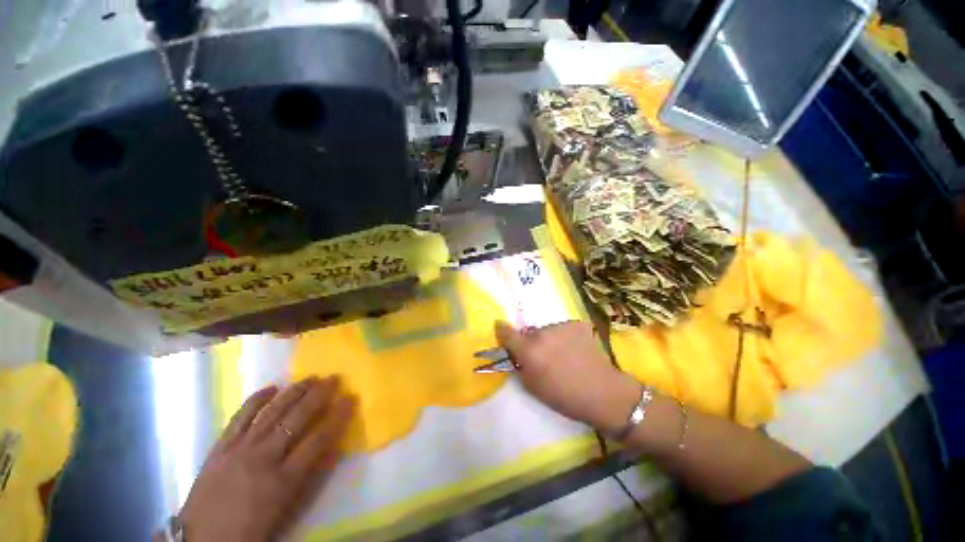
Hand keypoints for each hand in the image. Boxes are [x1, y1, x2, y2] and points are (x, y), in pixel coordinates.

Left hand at [175, 377, 354, 541]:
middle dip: (319, 396)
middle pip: (296, 419)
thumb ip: (311, 478)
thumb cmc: (252, 529)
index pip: (318, 439)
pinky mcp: (220, 447)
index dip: (338, 416)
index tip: (351, 398)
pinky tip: (271, 388)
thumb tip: (334, 448)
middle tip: (333, 378)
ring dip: (294, 392)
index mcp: (283, 480)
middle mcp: (263, 458)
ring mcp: (240, 450)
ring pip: (272, 412)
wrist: (201, 540)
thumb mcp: (287, 510)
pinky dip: (256, 400)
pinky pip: (240, 417)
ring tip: (310, 378)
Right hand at [495, 321, 640, 432]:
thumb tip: (514, 352)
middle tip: (543, 356)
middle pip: (529, 332)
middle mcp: (542, 333)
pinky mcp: (577, 324)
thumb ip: (519, 365)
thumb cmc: (564, 396)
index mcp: (529, 350)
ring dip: (550, 338)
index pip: (506, 331)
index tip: (501, 329)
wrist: (603, 393)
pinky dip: (565, 337)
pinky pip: (564, 329)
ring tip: (563, 354)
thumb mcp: (533, 387)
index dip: (501, 330)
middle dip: (532, 342)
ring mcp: (561, 326)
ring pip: (547, 330)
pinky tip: (575, 349)